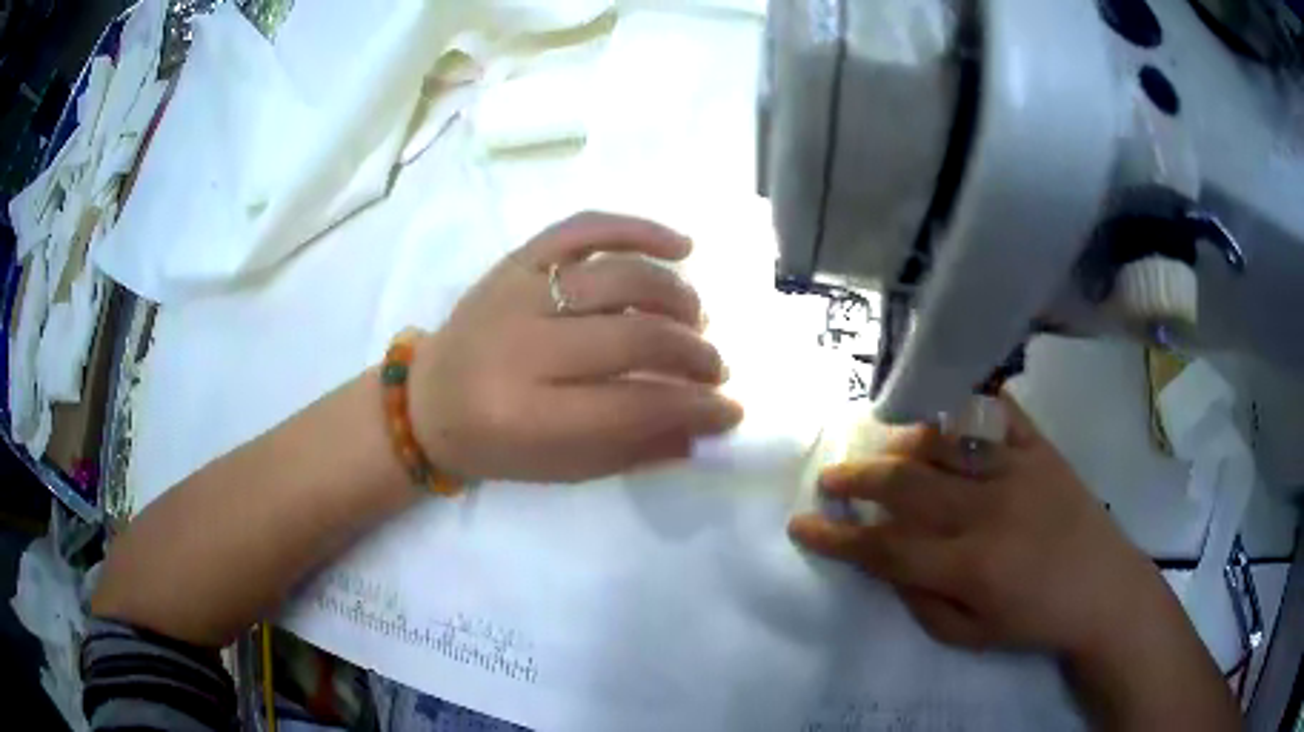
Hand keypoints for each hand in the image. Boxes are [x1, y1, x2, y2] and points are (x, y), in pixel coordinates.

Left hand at [408, 212, 742, 483]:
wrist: (427, 399)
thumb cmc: (494, 445)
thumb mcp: (561, 468)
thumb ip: (634, 449)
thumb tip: (704, 428)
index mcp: (528, 414)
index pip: (634, 405)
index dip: (694, 407)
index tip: (730, 409)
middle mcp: (522, 347)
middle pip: (634, 337)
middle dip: (693, 355)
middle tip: (715, 369)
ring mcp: (518, 292)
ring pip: (619, 278)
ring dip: (676, 298)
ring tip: (697, 320)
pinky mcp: (517, 260)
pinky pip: (583, 228)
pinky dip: (637, 229)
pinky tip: (679, 245)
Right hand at [788, 395, 1166, 658]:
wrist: (1103, 589)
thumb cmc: (1035, 621)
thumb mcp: (970, 635)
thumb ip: (921, 601)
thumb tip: (885, 563)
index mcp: (970, 565)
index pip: (886, 548)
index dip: (837, 539)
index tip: (801, 525)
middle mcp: (989, 510)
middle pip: (907, 485)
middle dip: (856, 480)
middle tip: (829, 477)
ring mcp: (1018, 470)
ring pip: (944, 442)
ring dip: (900, 440)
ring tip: (876, 441)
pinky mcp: (1041, 449)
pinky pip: (997, 414)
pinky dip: (964, 405)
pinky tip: (939, 405)